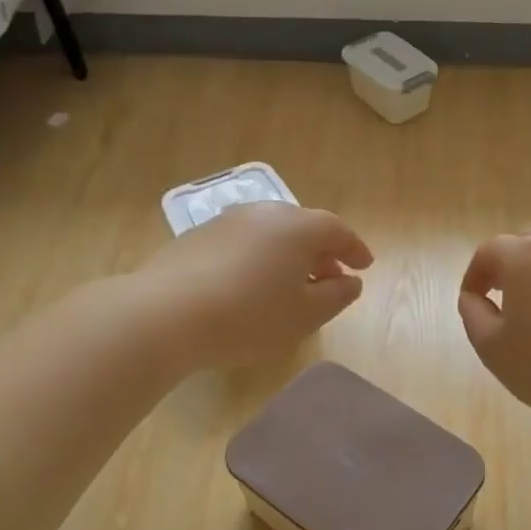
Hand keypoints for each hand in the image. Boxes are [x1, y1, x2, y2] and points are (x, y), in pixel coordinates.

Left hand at [139, 203, 372, 370]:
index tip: (364, 267)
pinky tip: (251, 285)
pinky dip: (258, 258)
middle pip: (303, 227)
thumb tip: (350, 281)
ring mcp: (227, 221)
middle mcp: (265, 213)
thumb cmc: (250, 316)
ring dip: (288, 255)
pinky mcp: (197, 236)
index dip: (355, 249)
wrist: (166, 314)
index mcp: (298, 227)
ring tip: (290, 284)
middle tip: (330, 278)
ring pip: (270, 233)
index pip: (337, 230)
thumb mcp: (305, 315)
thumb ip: (336, 296)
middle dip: (321, 252)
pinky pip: (243, 242)